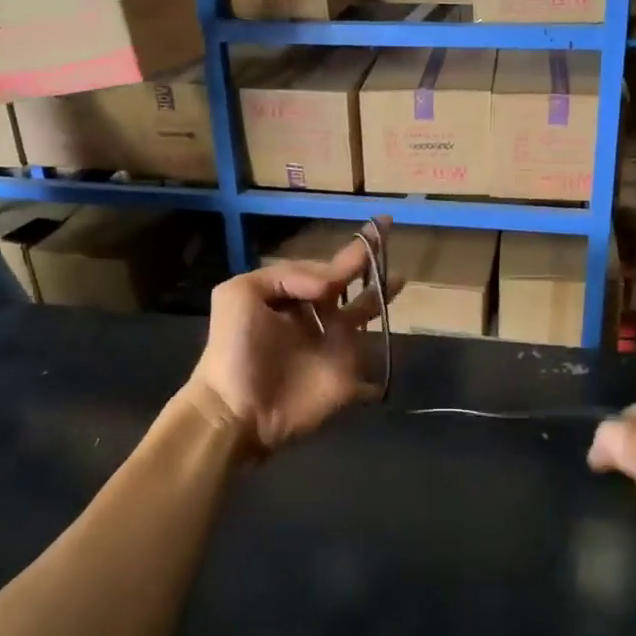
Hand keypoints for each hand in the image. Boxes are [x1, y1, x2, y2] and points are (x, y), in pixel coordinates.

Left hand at [189, 225, 399, 454]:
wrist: (236, 410)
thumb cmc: (235, 349)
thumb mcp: (240, 294)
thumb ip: (287, 274)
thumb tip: (331, 281)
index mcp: (295, 297)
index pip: (329, 268)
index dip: (354, 250)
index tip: (380, 225)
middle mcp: (318, 317)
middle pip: (351, 286)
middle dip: (369, 265)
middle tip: (391, 240)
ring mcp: (336, 348)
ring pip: (366, 316)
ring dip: (382, 298)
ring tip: (400, 277)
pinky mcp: (350, 379)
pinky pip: (375, 364)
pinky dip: (388, 357)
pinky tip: (399, 343)